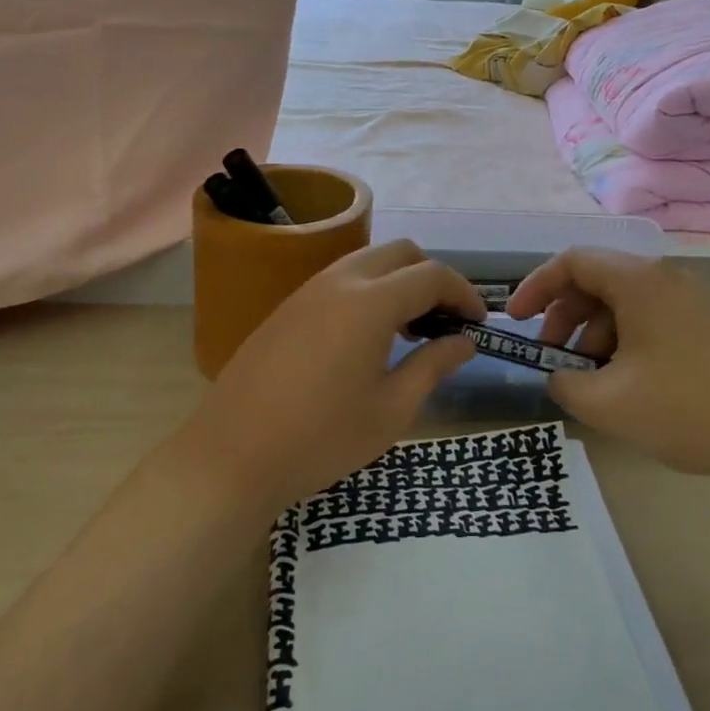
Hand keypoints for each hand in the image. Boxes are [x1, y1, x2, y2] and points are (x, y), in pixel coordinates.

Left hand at [172, 241, 482, 517]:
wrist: (230, 457)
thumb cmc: (321, 439)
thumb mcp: (391, 410)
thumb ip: (433, 365)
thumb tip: (465, 341)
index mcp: (371, 302)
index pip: (432, 275)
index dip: (464, 293)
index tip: (479, 323)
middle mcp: (340, 281)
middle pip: (402, 253)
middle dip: (433, 278)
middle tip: (445, 323)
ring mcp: (308, 290)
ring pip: (369, 261)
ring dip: (399, 282)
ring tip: (410, 331)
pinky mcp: (288, 306)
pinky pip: (341, 279)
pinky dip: (370, 290)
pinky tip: (368, 337)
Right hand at [507, 248, 709, 481]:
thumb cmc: (688, 407)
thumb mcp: (609, 403)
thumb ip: (565, 384)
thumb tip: (558, 374)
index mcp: (639, 281)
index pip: (572, 262)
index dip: (535, 287)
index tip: (515, 322)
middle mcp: (666, 279)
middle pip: (598, 281)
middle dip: (565, 318)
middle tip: (553, 359)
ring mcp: (694, 301)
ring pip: (626, 304)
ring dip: (596, 335)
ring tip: (593, 383)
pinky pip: (653, 321)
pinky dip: (627, 343)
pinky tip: (629, 386)